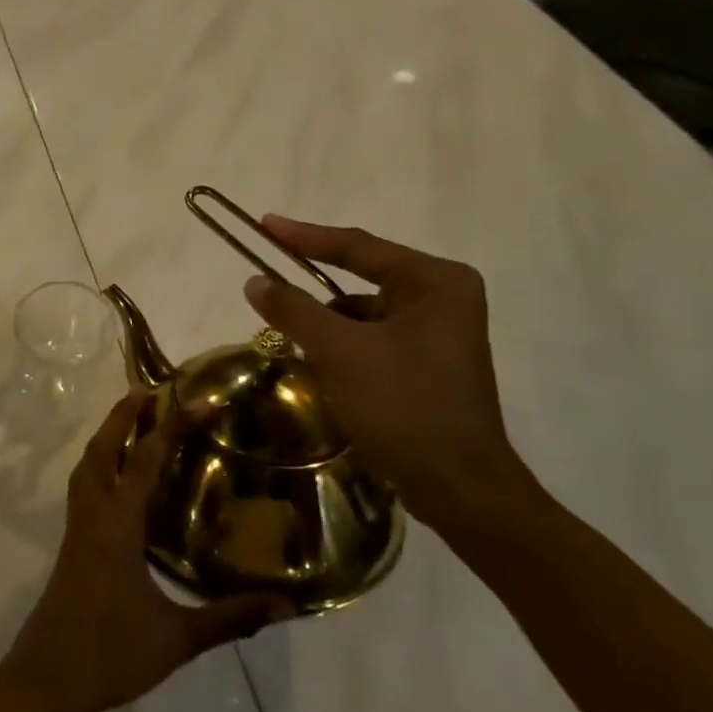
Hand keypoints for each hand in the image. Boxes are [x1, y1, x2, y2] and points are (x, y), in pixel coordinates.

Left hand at [0, 392, 294, 711]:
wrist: (47, 679)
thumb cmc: (110, 653)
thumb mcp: (176, 638)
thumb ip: (229, 618)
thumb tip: (285, 605)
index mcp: (116, 525)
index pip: (145, 461)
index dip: (173, 427)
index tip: (200, 402)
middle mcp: (93, 516)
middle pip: (102, 450)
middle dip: (122, 416)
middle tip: (148, 390)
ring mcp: (77, 529)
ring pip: (87, 467)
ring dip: (106, 438)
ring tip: (130, 421)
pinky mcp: (72, 545)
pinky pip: (86, 489)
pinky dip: (101, 467)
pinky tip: (121, 483)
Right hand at [242, 217, 545, 537]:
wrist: (458, 486)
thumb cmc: (403, 405)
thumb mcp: (339, 351)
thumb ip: (294, 309)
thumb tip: (255, 281)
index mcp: (434, 281)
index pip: (357, 247)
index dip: (304, 236)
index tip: (263, 225)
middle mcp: (443, 297)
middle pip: (360, 280)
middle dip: (315, 296)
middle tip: (269, 291)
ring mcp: (439, 333)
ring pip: (363, 315)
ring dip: (328, 329)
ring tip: (298, 350)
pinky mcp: (430, 364)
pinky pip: (374, 340)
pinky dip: (344, 350)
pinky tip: (325, 374)